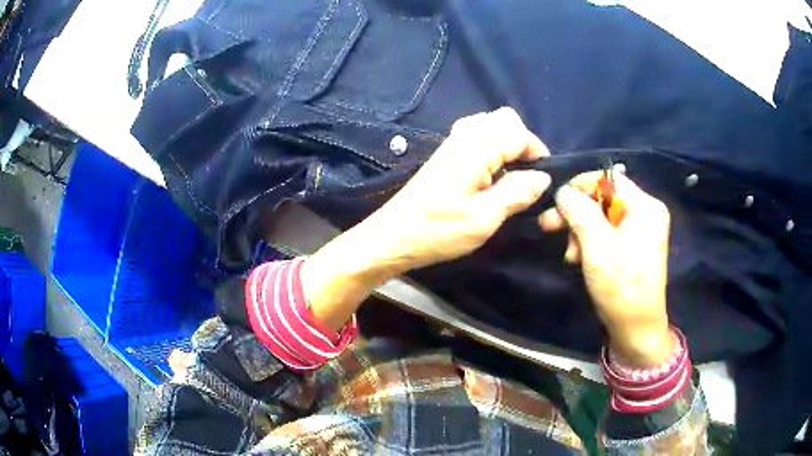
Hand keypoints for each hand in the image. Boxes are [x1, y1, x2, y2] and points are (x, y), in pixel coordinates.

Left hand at [361, 107, 550, 272]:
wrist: (394, 235)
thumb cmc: (439, 230)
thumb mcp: (484, 218)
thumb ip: (517, 193)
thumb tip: (543, 177)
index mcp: (477, 147)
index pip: (519, 132)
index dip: (537, 152)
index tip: (543, 180)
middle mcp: (465, 135)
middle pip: (505, 119)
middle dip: (523, 142)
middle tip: (526, 175)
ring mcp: (453, 141)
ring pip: (491, 125)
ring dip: (508, 144)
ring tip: (511, 176)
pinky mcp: (447, 153)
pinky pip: (478, 135)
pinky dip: (493, 147)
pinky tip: (491, 174)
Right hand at [539, 170, 673, 366]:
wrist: (636, 329)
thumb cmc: (621, 288)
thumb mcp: (598, 248)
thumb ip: (579, 212)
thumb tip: (563, 191)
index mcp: (645, 207)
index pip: (609, 178)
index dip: (581, 186)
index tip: (557, 203)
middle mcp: (645, 212)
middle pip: (604, 198)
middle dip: (576, 213)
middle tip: (548, 226)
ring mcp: (640, 230)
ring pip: (601, 216)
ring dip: (580, 232)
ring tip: (569, 255)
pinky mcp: (632, 245)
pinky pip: (606, 233)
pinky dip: (589, 243)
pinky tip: (578, 258)